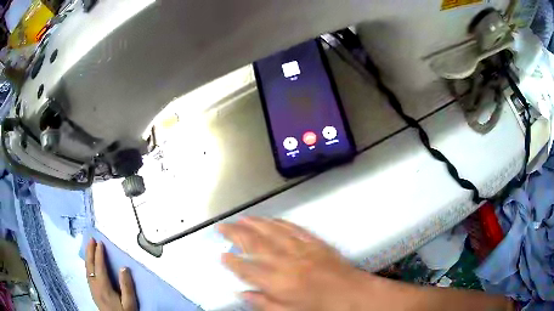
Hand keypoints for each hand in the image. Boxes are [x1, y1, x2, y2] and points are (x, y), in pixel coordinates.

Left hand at [85, 239, 137, 310]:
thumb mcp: (130, 303)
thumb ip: (127, 287)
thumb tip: (123, 267)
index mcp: (103, 287)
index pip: (99, 267)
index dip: (99, 254)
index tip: (100, 242)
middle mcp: (95, 286)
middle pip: (90, 266)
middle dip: (90, 251)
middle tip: (91, 239)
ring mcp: (92, 289)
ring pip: (87, 269)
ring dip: (88, 257)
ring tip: (89, 247)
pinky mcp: (93, 292)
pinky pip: (88, 274)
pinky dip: (88, 265)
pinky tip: (90, 264)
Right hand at [218, 217, 371, 310]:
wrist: (352, 294)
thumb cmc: (321, 308)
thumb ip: (264, 304)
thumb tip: (242, 294)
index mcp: (278, 282)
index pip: (247, 269)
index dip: (232, 262)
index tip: (221, 255)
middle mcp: (286, 261)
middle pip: (255, 243)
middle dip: (235, 233)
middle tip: (222, 226)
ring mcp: (301, 249)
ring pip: (272, 231)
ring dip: (254, 223)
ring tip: (241, 218)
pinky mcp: (315, 242)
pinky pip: (293, 228)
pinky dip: (280, 222)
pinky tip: (271, 219)